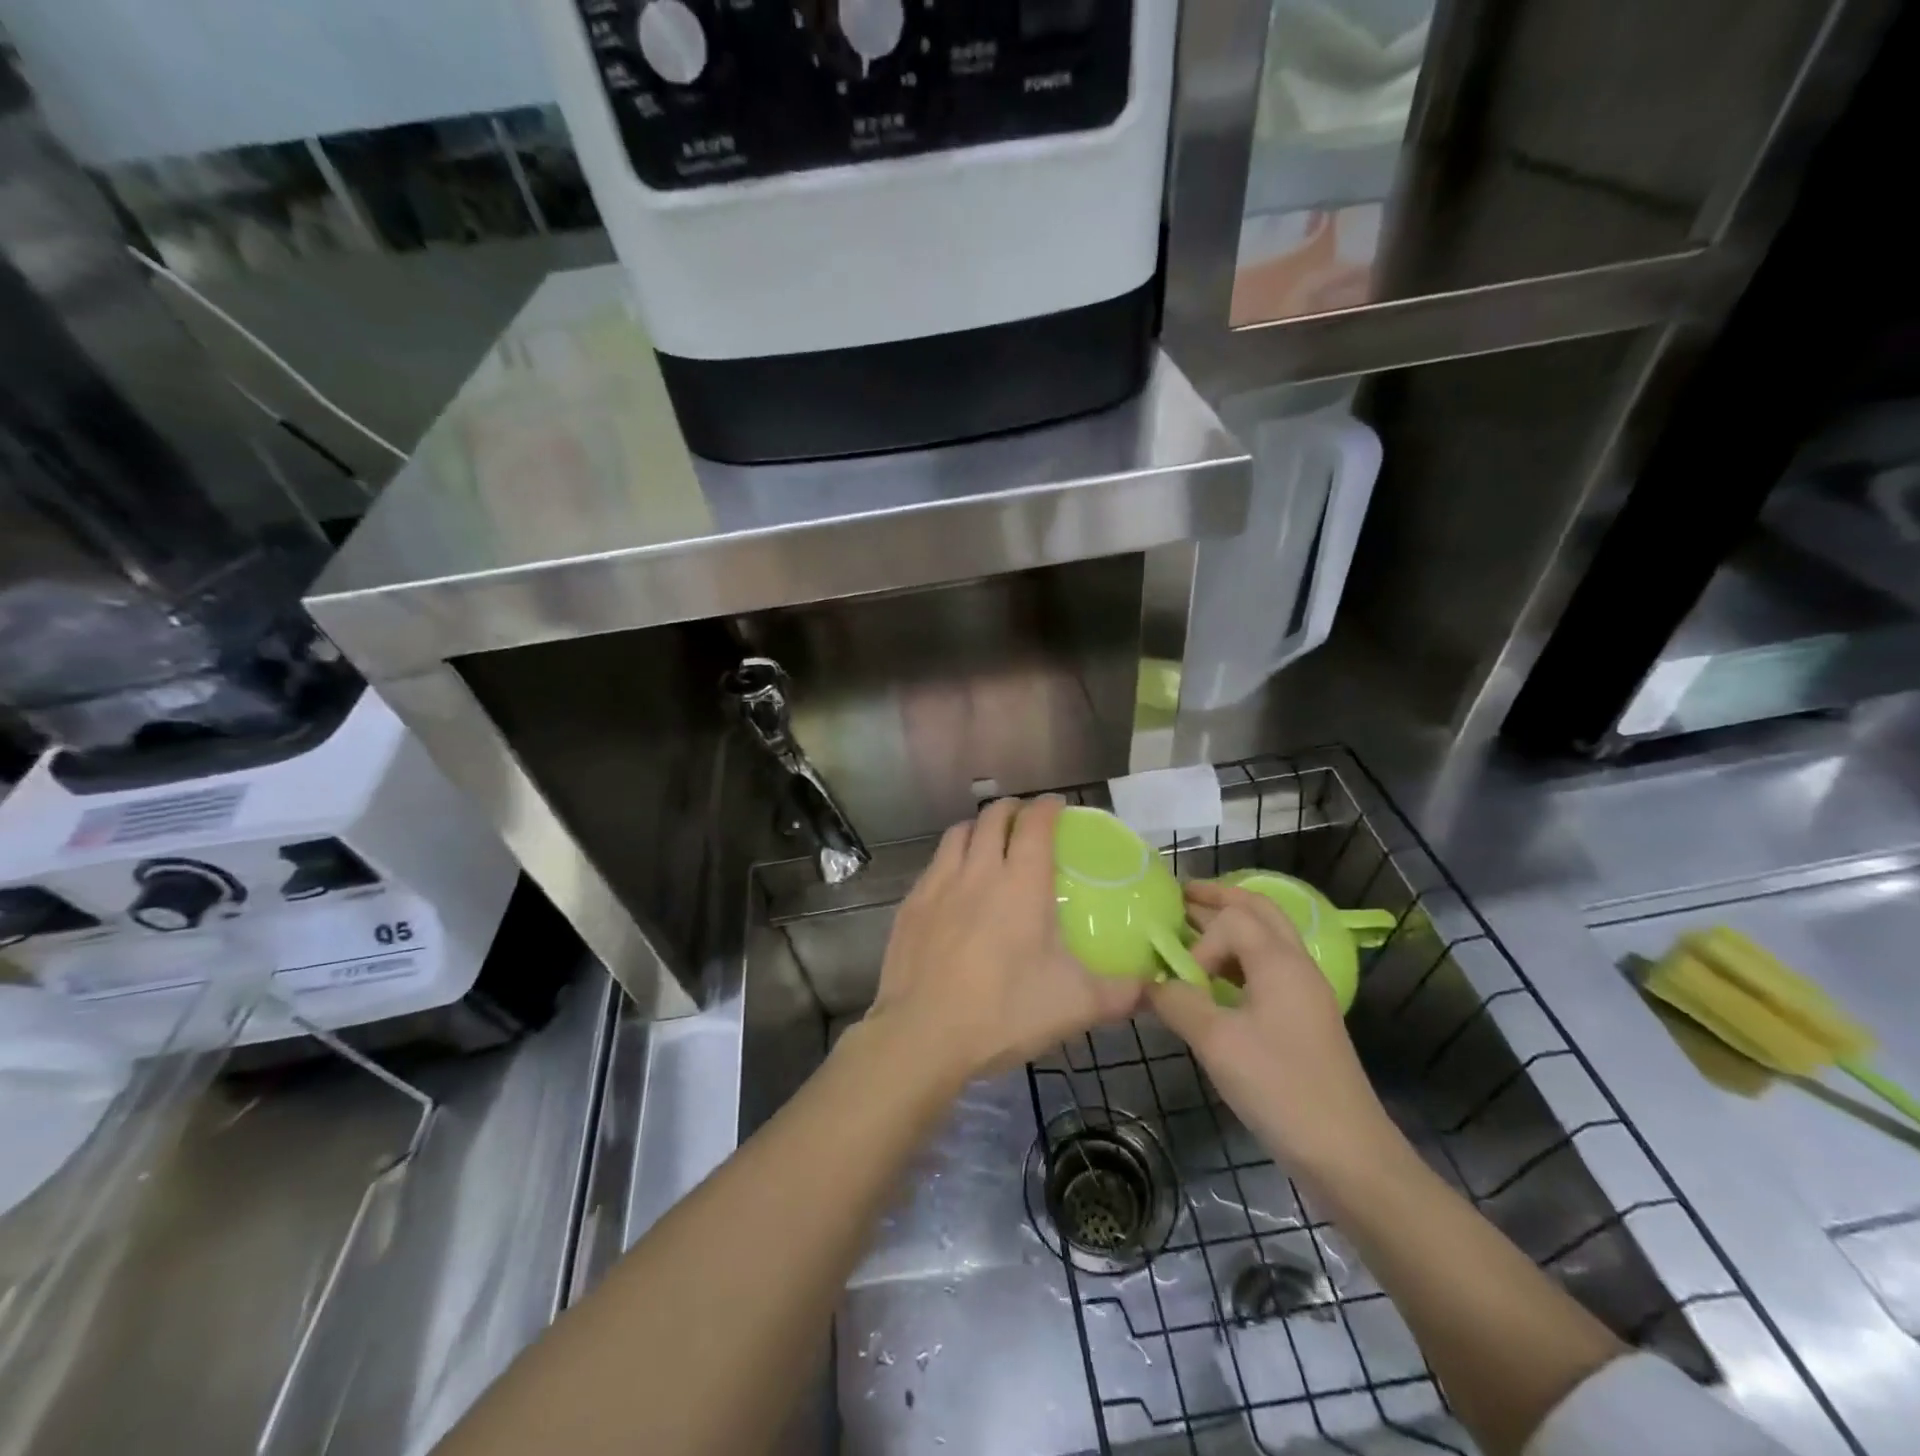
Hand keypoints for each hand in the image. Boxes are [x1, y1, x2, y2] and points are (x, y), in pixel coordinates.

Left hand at [864, 796, 1142, 1082]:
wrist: (922, 1035)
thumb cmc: (1005, 1012)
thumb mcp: (1076, 1006)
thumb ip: (1120, 992)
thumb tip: (1152, 986)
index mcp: (1021, 883)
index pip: (1036, 824)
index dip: (1048, 808)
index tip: (1058, 806)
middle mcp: (978, 871)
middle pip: (992, 817)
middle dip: (1012, 809)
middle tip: (1026, 819)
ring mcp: (938, 885)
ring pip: (957, 834)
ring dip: (977, 828)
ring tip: (988, 842)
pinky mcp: (910, 906)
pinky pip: (933, 866)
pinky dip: (950, 860)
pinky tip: (953, 885)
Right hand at [1147, 881, 1392, 1171]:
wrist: (1348, 1155)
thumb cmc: (1281, 1089)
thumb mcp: (1216, 1043)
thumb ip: (1177, 1003)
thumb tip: (1147, 984)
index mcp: (1280, 962)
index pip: (1232, 920)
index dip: (1198, 940)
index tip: (1180, 980)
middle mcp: (1296, 966)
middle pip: (1258, 910)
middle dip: (1218, 899)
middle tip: (1180, 896)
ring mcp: (1304, 993)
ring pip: (1265, 938)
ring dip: (1229, 926)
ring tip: (1190, 928)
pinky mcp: (1303, 1019)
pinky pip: (1267, 968)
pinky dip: (1238, 958)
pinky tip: (1213, 980)